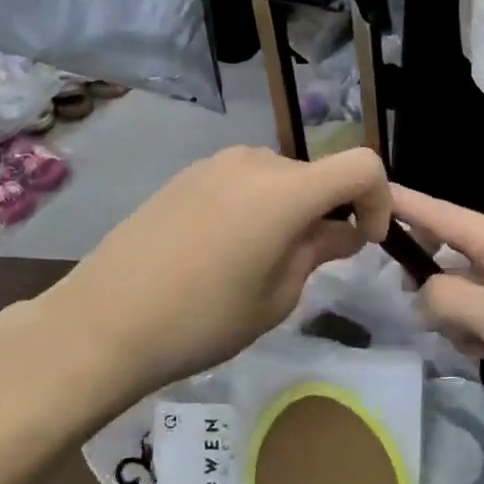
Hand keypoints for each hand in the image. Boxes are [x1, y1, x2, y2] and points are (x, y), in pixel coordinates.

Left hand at [2, 147, 391, 416]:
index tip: (365, 240)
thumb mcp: (276, 296)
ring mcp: (214, 164)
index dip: (379, 200)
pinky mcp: (185, 176)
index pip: (362, 166)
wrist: (103, 322)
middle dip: (329, 212)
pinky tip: (224, 251)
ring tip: (263, 261)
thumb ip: (318, 251)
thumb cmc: (203, 319)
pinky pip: (241, 182)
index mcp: (286, 189)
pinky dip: (256, 206)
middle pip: (316, 174)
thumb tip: (342, 231)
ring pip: (278, 178)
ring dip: (291, 210)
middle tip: (313, 263)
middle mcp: (254, 161)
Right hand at [391, 186, 483, 407]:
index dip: (403, 203)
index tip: (366, 190)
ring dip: (453, 314)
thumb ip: (446, 299)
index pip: (440, 213)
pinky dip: (474, 332)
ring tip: (467, 340)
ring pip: (461, 289)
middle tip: (402, 295)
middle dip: (425, 274)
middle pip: (447, 251)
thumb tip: (419, 296)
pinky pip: (481, 314)